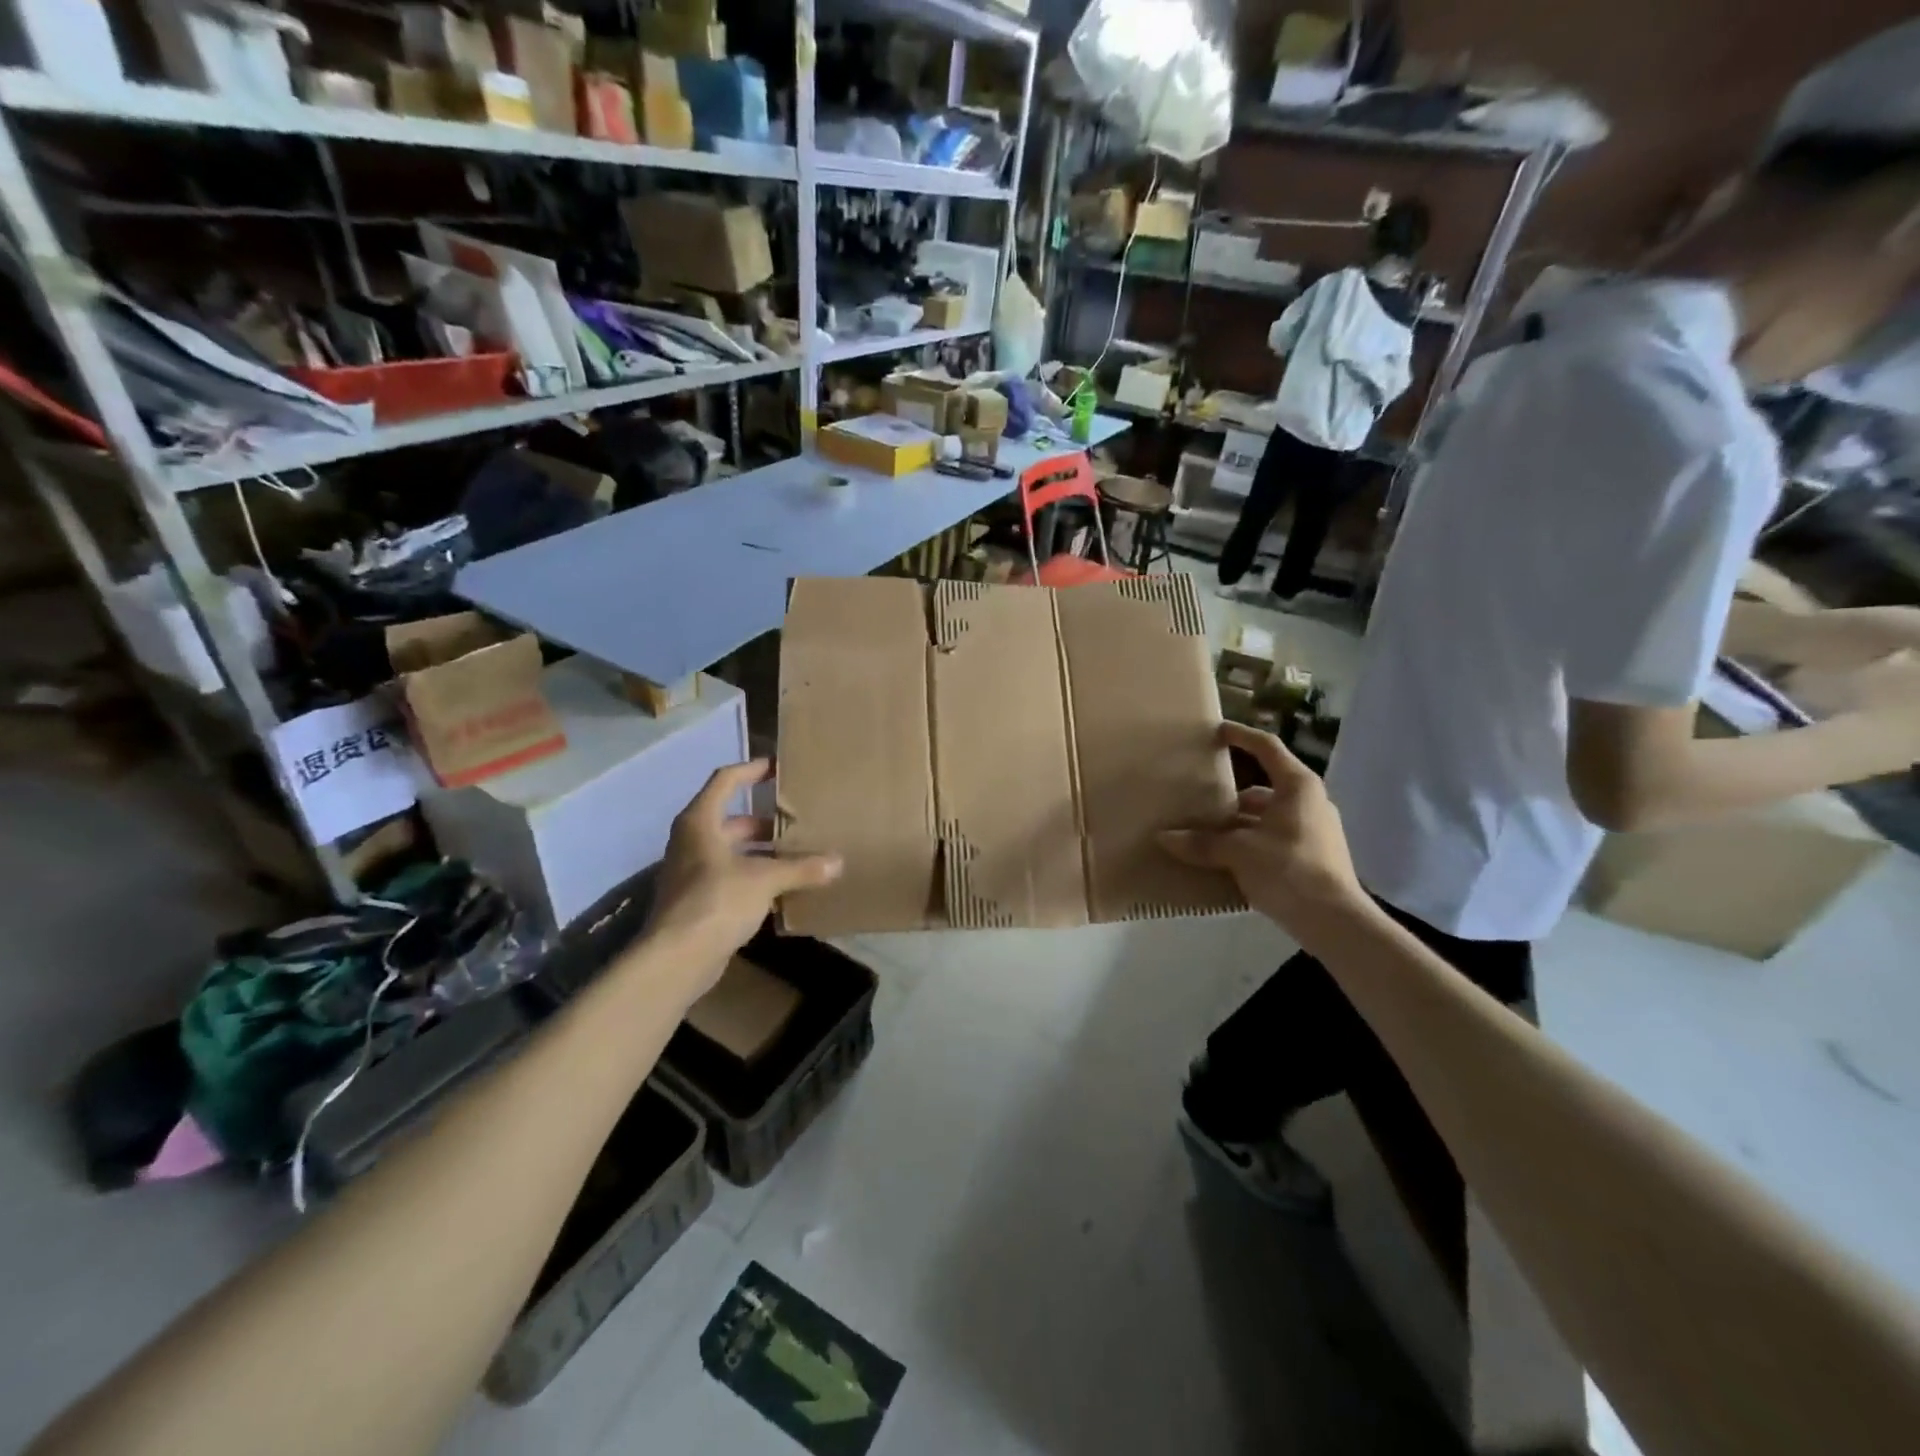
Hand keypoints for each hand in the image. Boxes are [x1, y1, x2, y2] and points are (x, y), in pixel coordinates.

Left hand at [647, 761, 841, 977]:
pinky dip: (756, 877)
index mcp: (700, 822)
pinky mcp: (698, 901)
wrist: (676, 958)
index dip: (752, 770)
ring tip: (799, 853)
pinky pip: (732, 878)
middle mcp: (692, 841)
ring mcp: (692, 873)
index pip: (725, 781)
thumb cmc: (716, 901)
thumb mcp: (765, 879)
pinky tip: (784, 888)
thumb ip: (801, 868)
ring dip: (763, 852)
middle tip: (798, 820)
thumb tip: (838, 862)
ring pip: (733, 851)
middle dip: (765, 820)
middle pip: (731, 819)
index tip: (778, 767)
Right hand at [1160, 723, 1369, 936]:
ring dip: (1239, 821)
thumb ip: (1202, 843)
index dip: (1241, 736)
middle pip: (1264, 786)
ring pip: (1268, 815)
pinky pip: (1274, 837)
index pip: (1267, 748)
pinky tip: (1227, 857)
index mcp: (1297, 786)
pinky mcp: (1312, 856)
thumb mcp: (1239, 852)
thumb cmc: (1289, 870)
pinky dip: (1251, 841)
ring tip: (1207, 829)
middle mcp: (1309, 801)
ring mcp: (1314, 829)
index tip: (1218, 731)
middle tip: (1201, 794)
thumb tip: (1164, 837)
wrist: (1335, 921)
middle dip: (1231, 792)